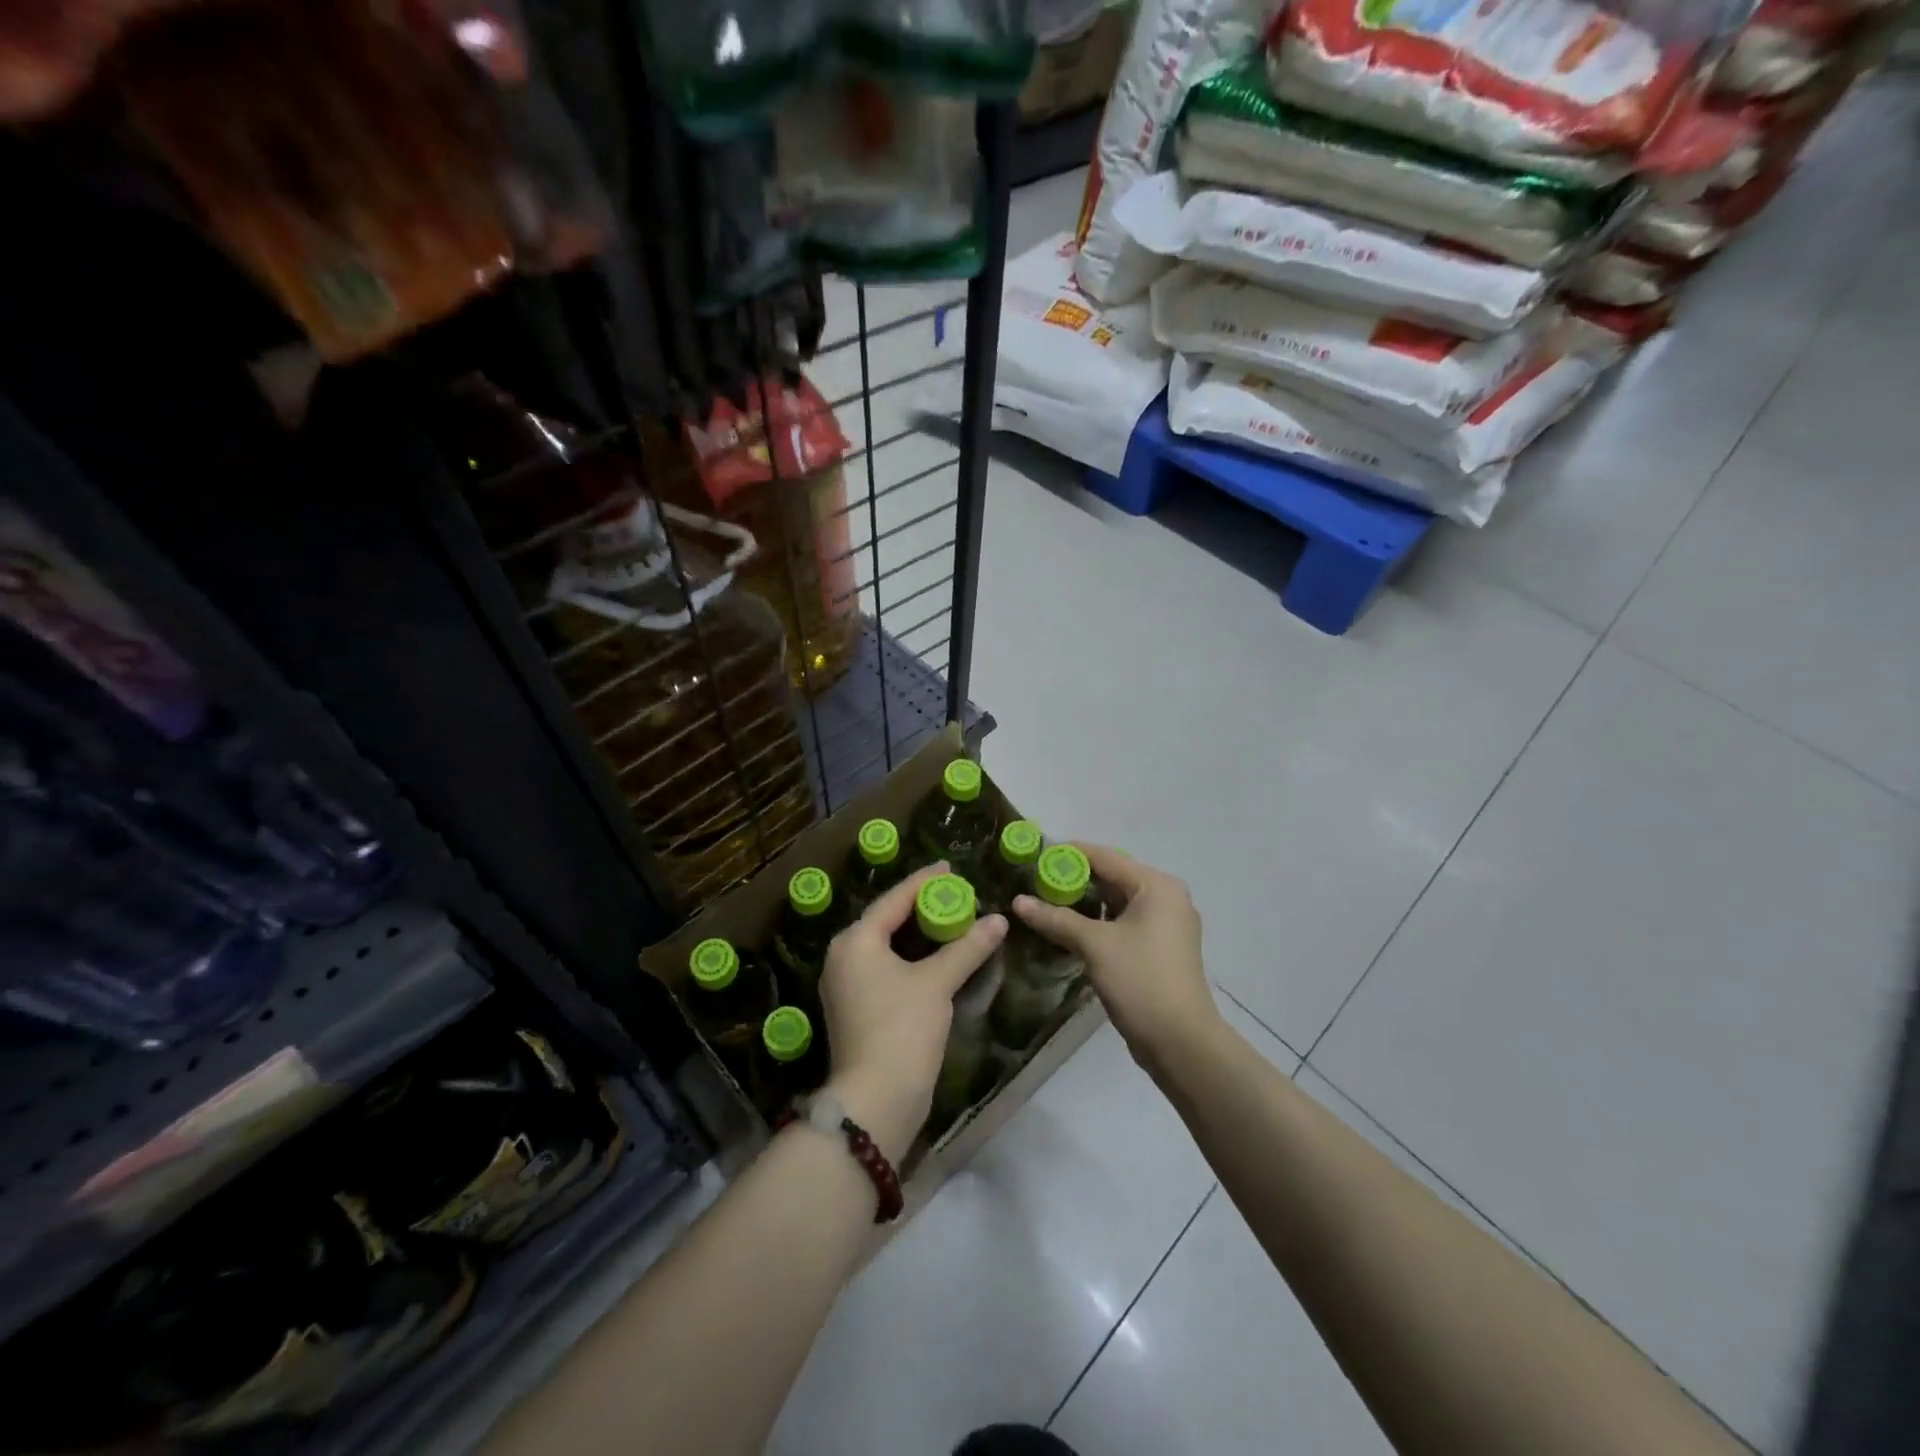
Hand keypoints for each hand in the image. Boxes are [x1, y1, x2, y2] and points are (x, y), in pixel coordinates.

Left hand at [818, 862, 1006, 1162]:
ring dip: (916, 933)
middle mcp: (843, 957)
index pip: (894, 899)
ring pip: (885, 946)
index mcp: (855, 941)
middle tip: (954, 894)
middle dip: (920, 906)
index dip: (924, 881)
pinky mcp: (855, 1008)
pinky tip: (933, 957)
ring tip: (948, 920)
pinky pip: (884, 968)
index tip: (951, 868)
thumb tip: (999, 920)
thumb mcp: (937, 982)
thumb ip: (967, 947)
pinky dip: (909, 958)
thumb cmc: (902, 1029)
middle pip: (886, 919)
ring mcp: (845, 985)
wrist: (875, 1101)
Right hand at [1012, 845, 1220, 1078]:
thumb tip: (1018, 901)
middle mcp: (1167, 897)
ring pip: (1118, 902)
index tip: (1034, 854)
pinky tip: (1071, 929)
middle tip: (1035, 882)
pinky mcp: (1162, 948)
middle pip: (1113, 877)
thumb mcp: (1094, 945)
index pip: (1105, 857)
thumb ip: (1056, 918)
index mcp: (1157, 885)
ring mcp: (1167, 924)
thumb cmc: (1140, 981)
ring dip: (1085, 903)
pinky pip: (1125, 922)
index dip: (1068, 855)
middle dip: (1074, 880)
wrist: (1181, 1042)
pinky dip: (1099, 922)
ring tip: (1047, 904)